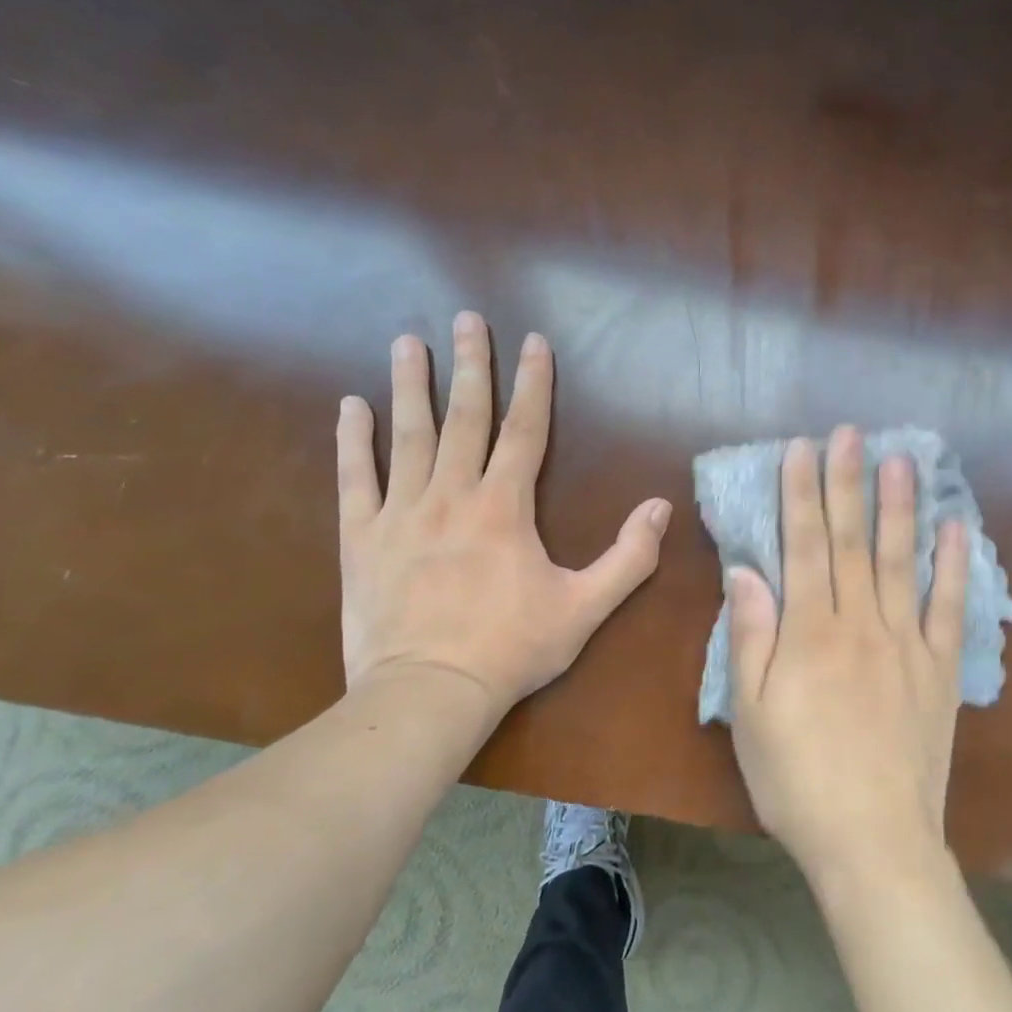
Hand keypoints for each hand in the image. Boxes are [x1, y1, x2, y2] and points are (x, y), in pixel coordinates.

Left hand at [336, 314, 670, 715]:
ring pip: (407, 436)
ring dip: (409, 385)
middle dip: (470, 365)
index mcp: (505, 506)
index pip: (525, 430)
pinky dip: (352, 441)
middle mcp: (452, 494)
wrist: (428, 692)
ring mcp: (401, 513)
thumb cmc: (511, 649)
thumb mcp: (585, 608)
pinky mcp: (360, 538)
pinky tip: (350, 405)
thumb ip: (629, 557)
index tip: (533, 341)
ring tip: (406, 341)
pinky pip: (355, 479)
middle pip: (464, 417)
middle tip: (466, 318)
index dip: (533, 383)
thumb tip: (662, 508)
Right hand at [726, 427, 970, 888]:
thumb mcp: (748, 713)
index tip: (802, 449)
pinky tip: (957, 528)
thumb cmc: (796, 779)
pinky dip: (954, 566)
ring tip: (900, 460)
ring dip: (899, 507)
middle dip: (846, 482)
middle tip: (850, 433)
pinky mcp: (940, 669)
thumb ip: (750, 636)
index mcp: (809, 631)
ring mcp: (906, 643)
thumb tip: (746, 571)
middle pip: (850, 540)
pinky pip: (949, 608)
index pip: (803, 545)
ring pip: (901, 560)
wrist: (872, 840)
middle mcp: (859, 623)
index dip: (800, 493)